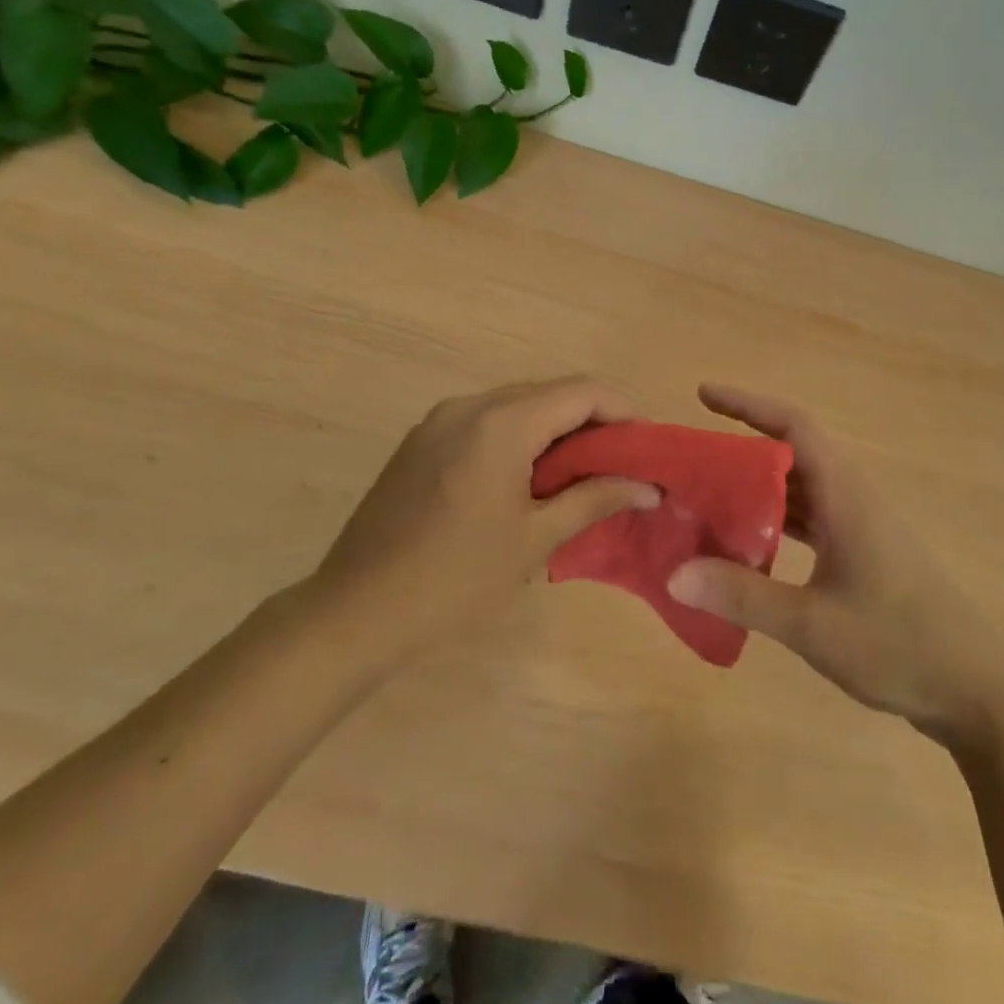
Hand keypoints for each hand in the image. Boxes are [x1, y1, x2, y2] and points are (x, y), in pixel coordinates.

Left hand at [303, 377, 659, 663]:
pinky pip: (485, 422)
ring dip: (555, 429)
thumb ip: (595, 498)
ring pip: (516, 405)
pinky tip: (529, 477)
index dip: (623, 410)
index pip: (581, 391)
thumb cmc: (456, 578)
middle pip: (549, 392)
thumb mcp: (535, 538)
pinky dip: (519, 437)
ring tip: (582, 472)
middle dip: (592, 420)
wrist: (355, 612)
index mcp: (501, 422)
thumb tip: (648, 486)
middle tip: (621, 462)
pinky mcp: (420, 441)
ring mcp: (438, 420)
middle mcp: (469, 405)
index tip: (647, 445)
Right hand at [667, 384, 1003, 749]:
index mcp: (845, 496)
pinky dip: (775, 523)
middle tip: (690, 462)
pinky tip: (746, 548)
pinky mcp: (864, 557)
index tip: (705, 394)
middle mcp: (852, 500)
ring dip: (756, 488)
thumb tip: (673, 573)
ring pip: (800, 490)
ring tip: (706, 498)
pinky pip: (810, 521)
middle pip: (791, 455)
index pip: (794, 425)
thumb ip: (742, 596)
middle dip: (740, 449)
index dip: (748, 404)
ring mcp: (861, 529)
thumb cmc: (899, 646)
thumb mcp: (812, 624)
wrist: (978, 694)